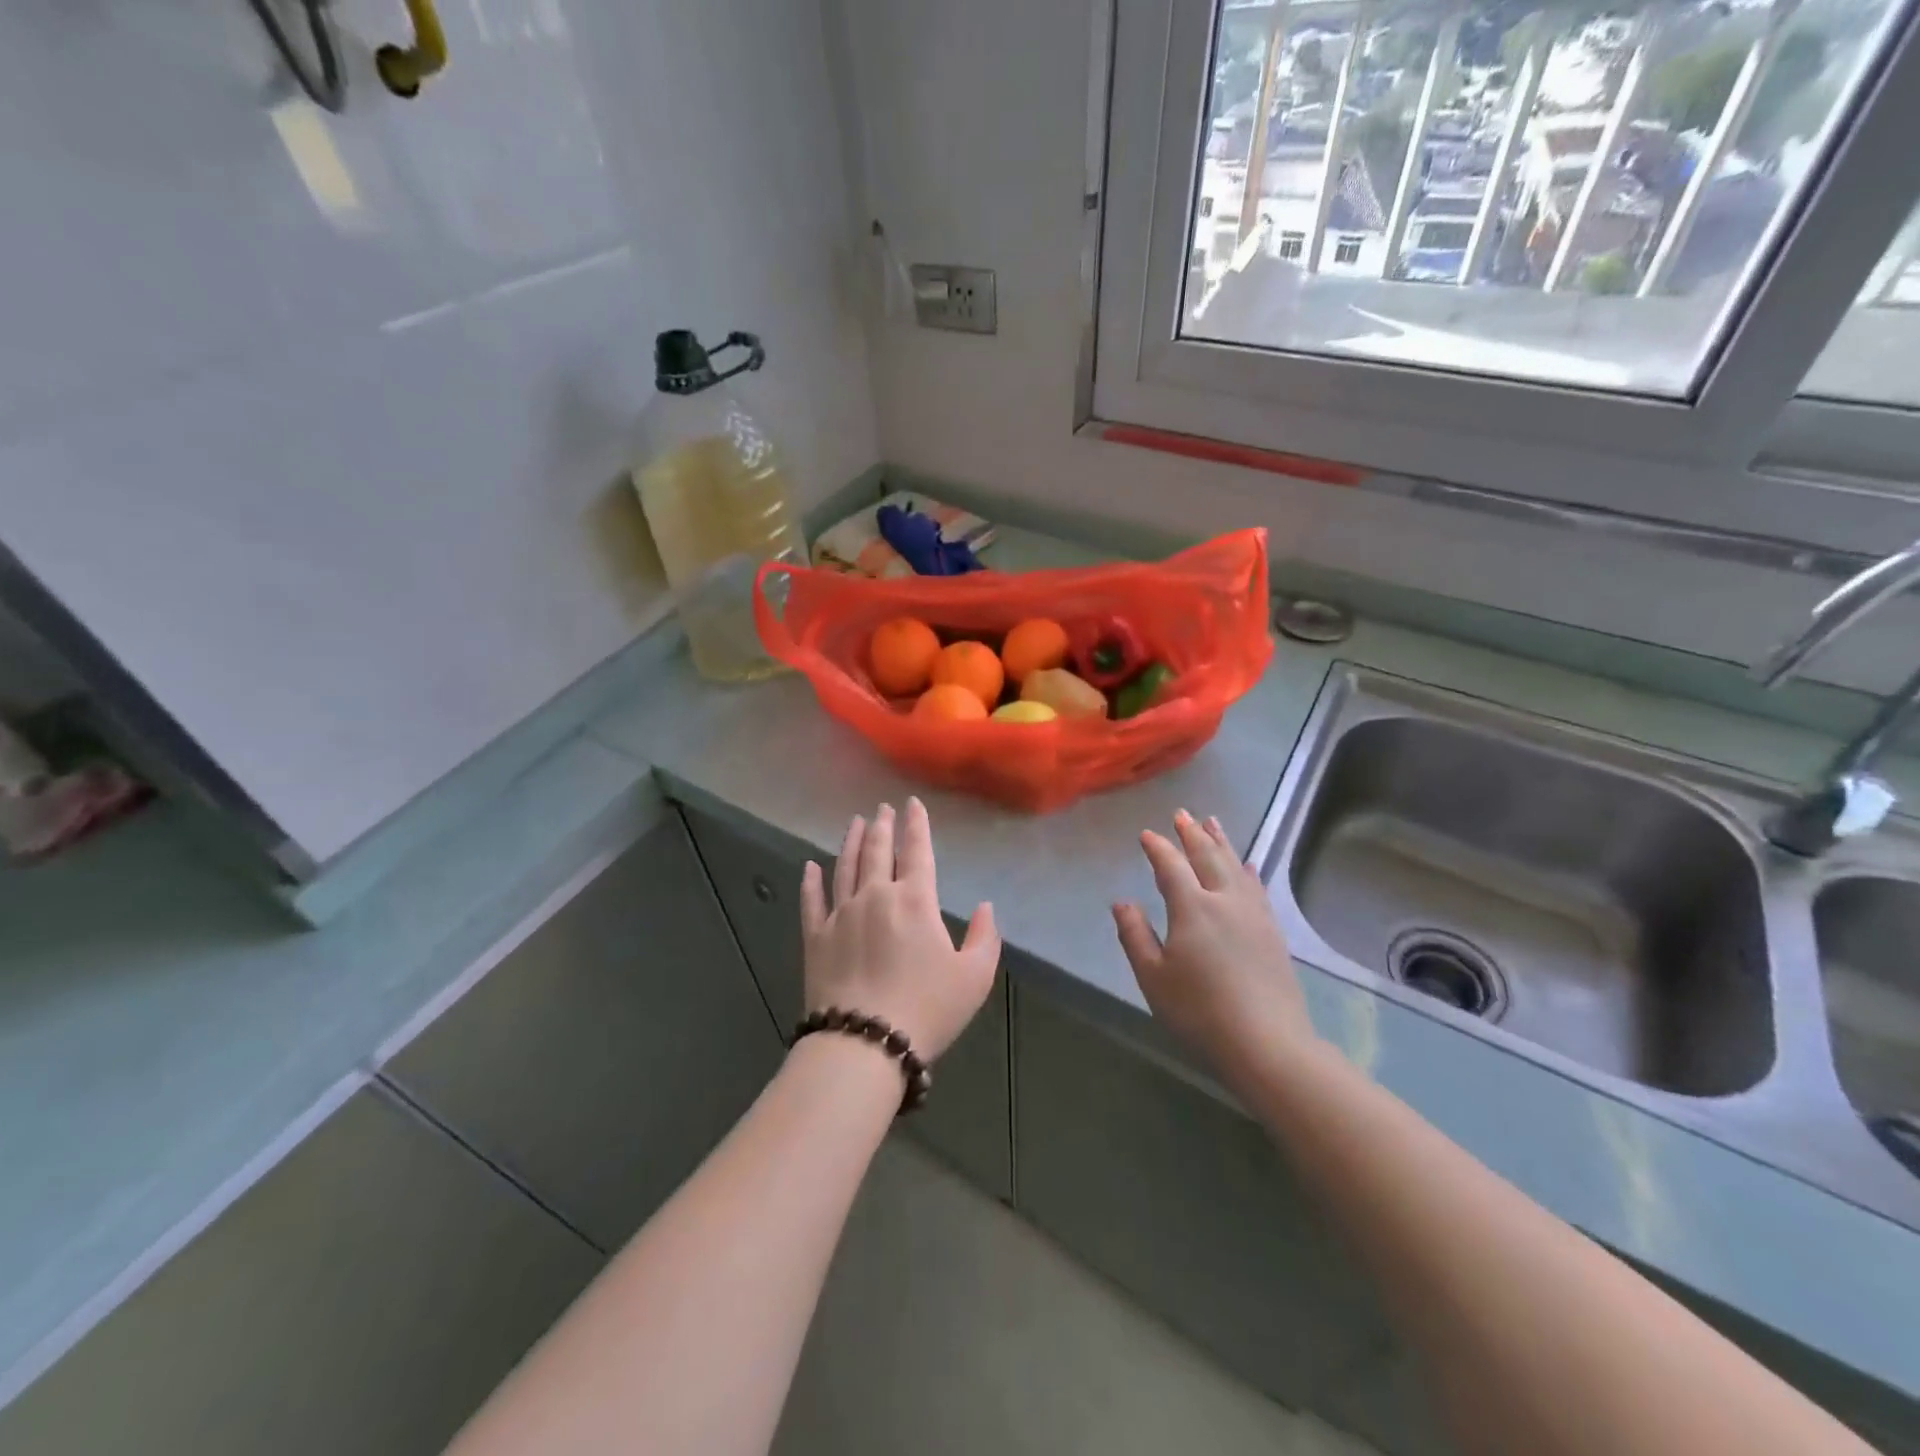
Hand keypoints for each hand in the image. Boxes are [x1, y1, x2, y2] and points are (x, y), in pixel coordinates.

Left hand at [800, 799, 999, 1060]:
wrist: (864, 1042)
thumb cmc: (927, 1009)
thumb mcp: (974, 977)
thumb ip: (984, 938)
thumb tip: (984, 907)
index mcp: (914, 900)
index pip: (916, 851)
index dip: (916, 825)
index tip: (912, 804)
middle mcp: (875, 896)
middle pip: (877, 851)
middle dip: (882, 826)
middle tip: (882, 808)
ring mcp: (840, 914)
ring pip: (844, 867)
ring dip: (850, 841)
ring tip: (854, 822)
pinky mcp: (815, 937)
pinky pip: (811, 901)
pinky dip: (810, 881)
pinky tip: (809, 866)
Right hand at [1113, 810, 1314, 1082]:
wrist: (1266, 1042)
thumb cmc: (1199, 1011)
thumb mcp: (1153, 977)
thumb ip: (1134, 935)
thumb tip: (1121, 902)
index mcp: (1192, 907)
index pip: (1171, 866)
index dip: (1158, 848)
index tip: (1147, 834)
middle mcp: (1224, 900)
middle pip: (1207, 856)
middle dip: (1192, 833)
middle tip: (1182, 814)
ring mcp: (1253, 914)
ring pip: (1235, 866)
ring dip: (1221, 842)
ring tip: (1213, 823)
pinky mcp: (1272, 931)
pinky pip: (1257, 887)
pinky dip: (1247, 870)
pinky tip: (1247, 866)